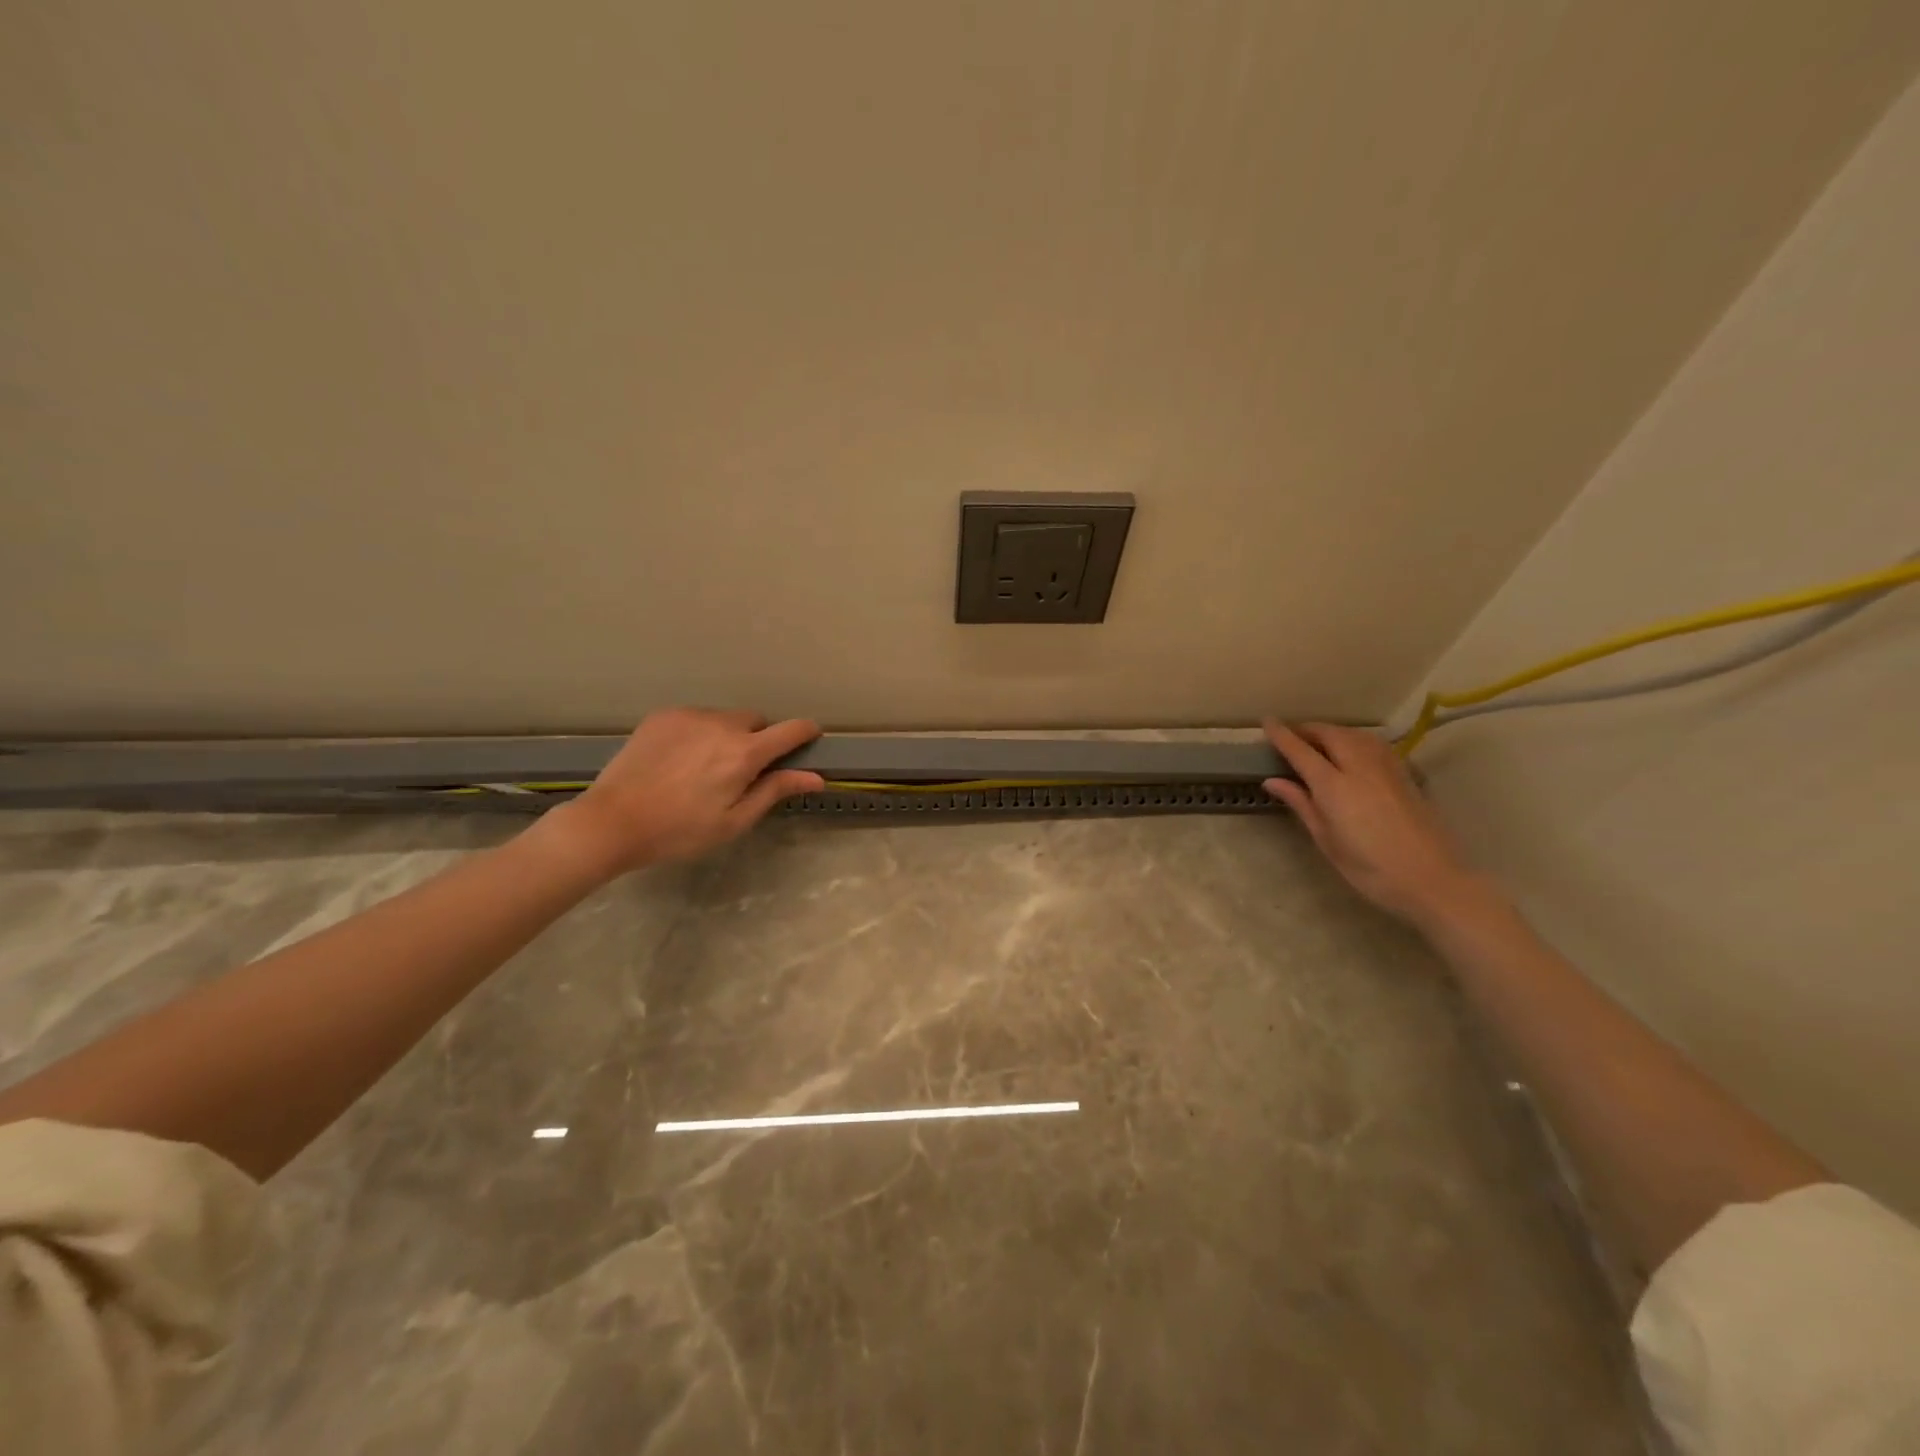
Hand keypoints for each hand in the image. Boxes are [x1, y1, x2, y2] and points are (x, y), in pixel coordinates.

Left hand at [544, 709, 824, 875]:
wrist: (612, 821)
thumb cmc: (680, 830)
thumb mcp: (734, 821)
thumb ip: (774, 791)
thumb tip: (815, 777)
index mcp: (744, 753)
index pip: (791, 730)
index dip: (806, 732)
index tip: (810, 738)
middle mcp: (721, 725)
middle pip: (757, 721)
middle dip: (760, 739)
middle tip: (743, 770)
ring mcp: (690, 716)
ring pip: (725, 718)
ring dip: (729, 735)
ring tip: (706, 766)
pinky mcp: (664, 716)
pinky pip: (697, 718)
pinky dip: (700, 733)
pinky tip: (681, 760)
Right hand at [1261, 720, 1485, 926]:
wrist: (1432, 880)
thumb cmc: (1369, 868)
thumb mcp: (1326, 840)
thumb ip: (1301, 804)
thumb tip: (1272, 781)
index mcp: (1334, 786)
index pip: (1301, 750)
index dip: (1282, 735)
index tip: (1267, 721)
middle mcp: (1360, 768)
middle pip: (1330, 734)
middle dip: (1308, 729)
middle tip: (1291, 735)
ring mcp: (1386, 768)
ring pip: (1354, 734)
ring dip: (1332, 732)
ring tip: (1318, 741)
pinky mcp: (1405, 774)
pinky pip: (1374, 744)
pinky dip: (1355, 739)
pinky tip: (1352, 750)